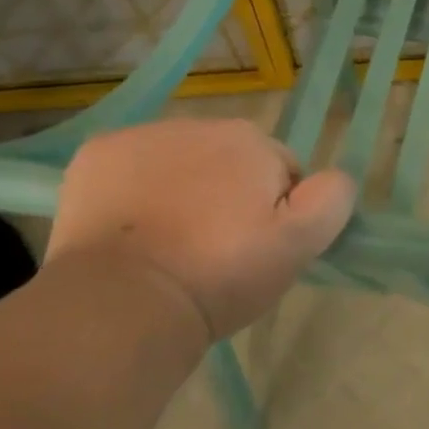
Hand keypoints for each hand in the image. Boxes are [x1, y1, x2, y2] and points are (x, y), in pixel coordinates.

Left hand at [46, 119, 355, 339]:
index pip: (281, 172)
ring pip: (181, 162)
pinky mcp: (95, 155)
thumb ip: (332, 199)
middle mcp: (198, 124)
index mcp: (251, 140)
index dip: (275, 212)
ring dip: (183, 189)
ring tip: (169, 244)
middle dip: (228, 195)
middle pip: (230, 162)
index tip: (254, 250)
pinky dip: (135, 188)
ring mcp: (141, 136)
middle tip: (214, 251)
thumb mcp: (300, 245)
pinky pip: (132, 166)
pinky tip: (130, 229)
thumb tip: (333, 177)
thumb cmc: (220, 275)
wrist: (123, 304)